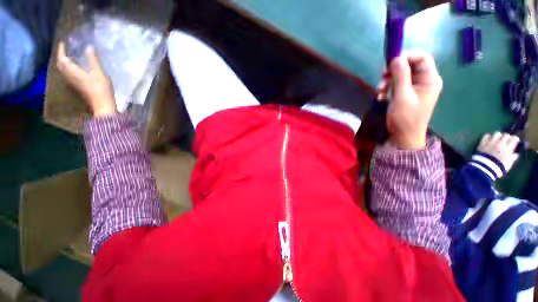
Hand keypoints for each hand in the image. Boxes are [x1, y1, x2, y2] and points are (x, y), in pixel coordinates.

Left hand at [56, 42, 115, 116]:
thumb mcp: (98, 72)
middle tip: (65, 49)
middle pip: (61, 65)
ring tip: (69, 56)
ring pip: (64, 70)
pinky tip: (75, 67)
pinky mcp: (77, 86)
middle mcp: (69, 76)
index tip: (63, 42)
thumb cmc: (101, 88)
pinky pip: (68, 74)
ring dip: (64, 62)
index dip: (61, 50)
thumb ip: (93, 60)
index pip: (62, 58)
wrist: (102, 104)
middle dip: (61, 56)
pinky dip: (69, 68)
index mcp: (73, 71)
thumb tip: (88, 47)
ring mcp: (73, 82)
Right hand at [378, 50, 442, 148]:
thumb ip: (400, 76)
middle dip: (394, 70)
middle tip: (381, 79)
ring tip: (379, 90)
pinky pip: (397, 84)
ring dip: (388, 80)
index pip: (422, 57)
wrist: (404, 136)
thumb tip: (396, 58)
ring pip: (402, 74)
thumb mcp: (402, 96)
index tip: (389, 64)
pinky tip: (381, 96)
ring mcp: (416, 87)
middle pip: (410, 65)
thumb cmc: (405, 118)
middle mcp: (425, 80)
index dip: (406, 56)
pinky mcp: (407, 93)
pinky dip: (388, 87)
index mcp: (430, 79)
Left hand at [477, 132, 519, 172]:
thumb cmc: (499, 167)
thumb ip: (513, 157)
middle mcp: (500, 143)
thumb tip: (516, 154)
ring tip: (498, 139)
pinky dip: (488, 136)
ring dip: (498, 136)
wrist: (485, 167)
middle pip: (506, 135)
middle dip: (507, 137)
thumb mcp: (509, 163)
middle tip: (506, 140)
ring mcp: (491, 142)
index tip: (514, 141)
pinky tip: (489, 138)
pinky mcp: (483, 143)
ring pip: (497, 134)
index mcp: (508, 148)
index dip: (515, 139)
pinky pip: (486, 136)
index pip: (514, 139)